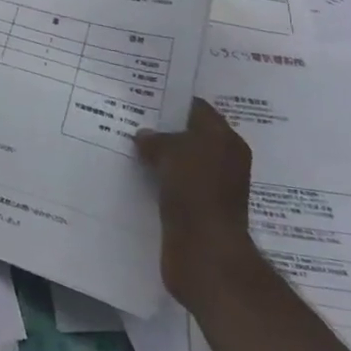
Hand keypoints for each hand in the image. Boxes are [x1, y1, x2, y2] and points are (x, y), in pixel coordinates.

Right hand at [135, 99, 255, 308]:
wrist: (204, 253)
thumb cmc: (195, 191)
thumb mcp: (171, 152)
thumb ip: (156, 139)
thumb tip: (143, 136)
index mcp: (226, 141)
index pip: (197, 109)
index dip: (170, 102)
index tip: (142, 97)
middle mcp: (222, 161)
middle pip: (188, 136)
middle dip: (160, 130)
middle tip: (128, 120)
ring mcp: (210, 188)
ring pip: (178, 162)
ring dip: (156, 157)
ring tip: (125, 146)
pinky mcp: (196, 210)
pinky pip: (172, 185)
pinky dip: (156, 180)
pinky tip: (133, 175)